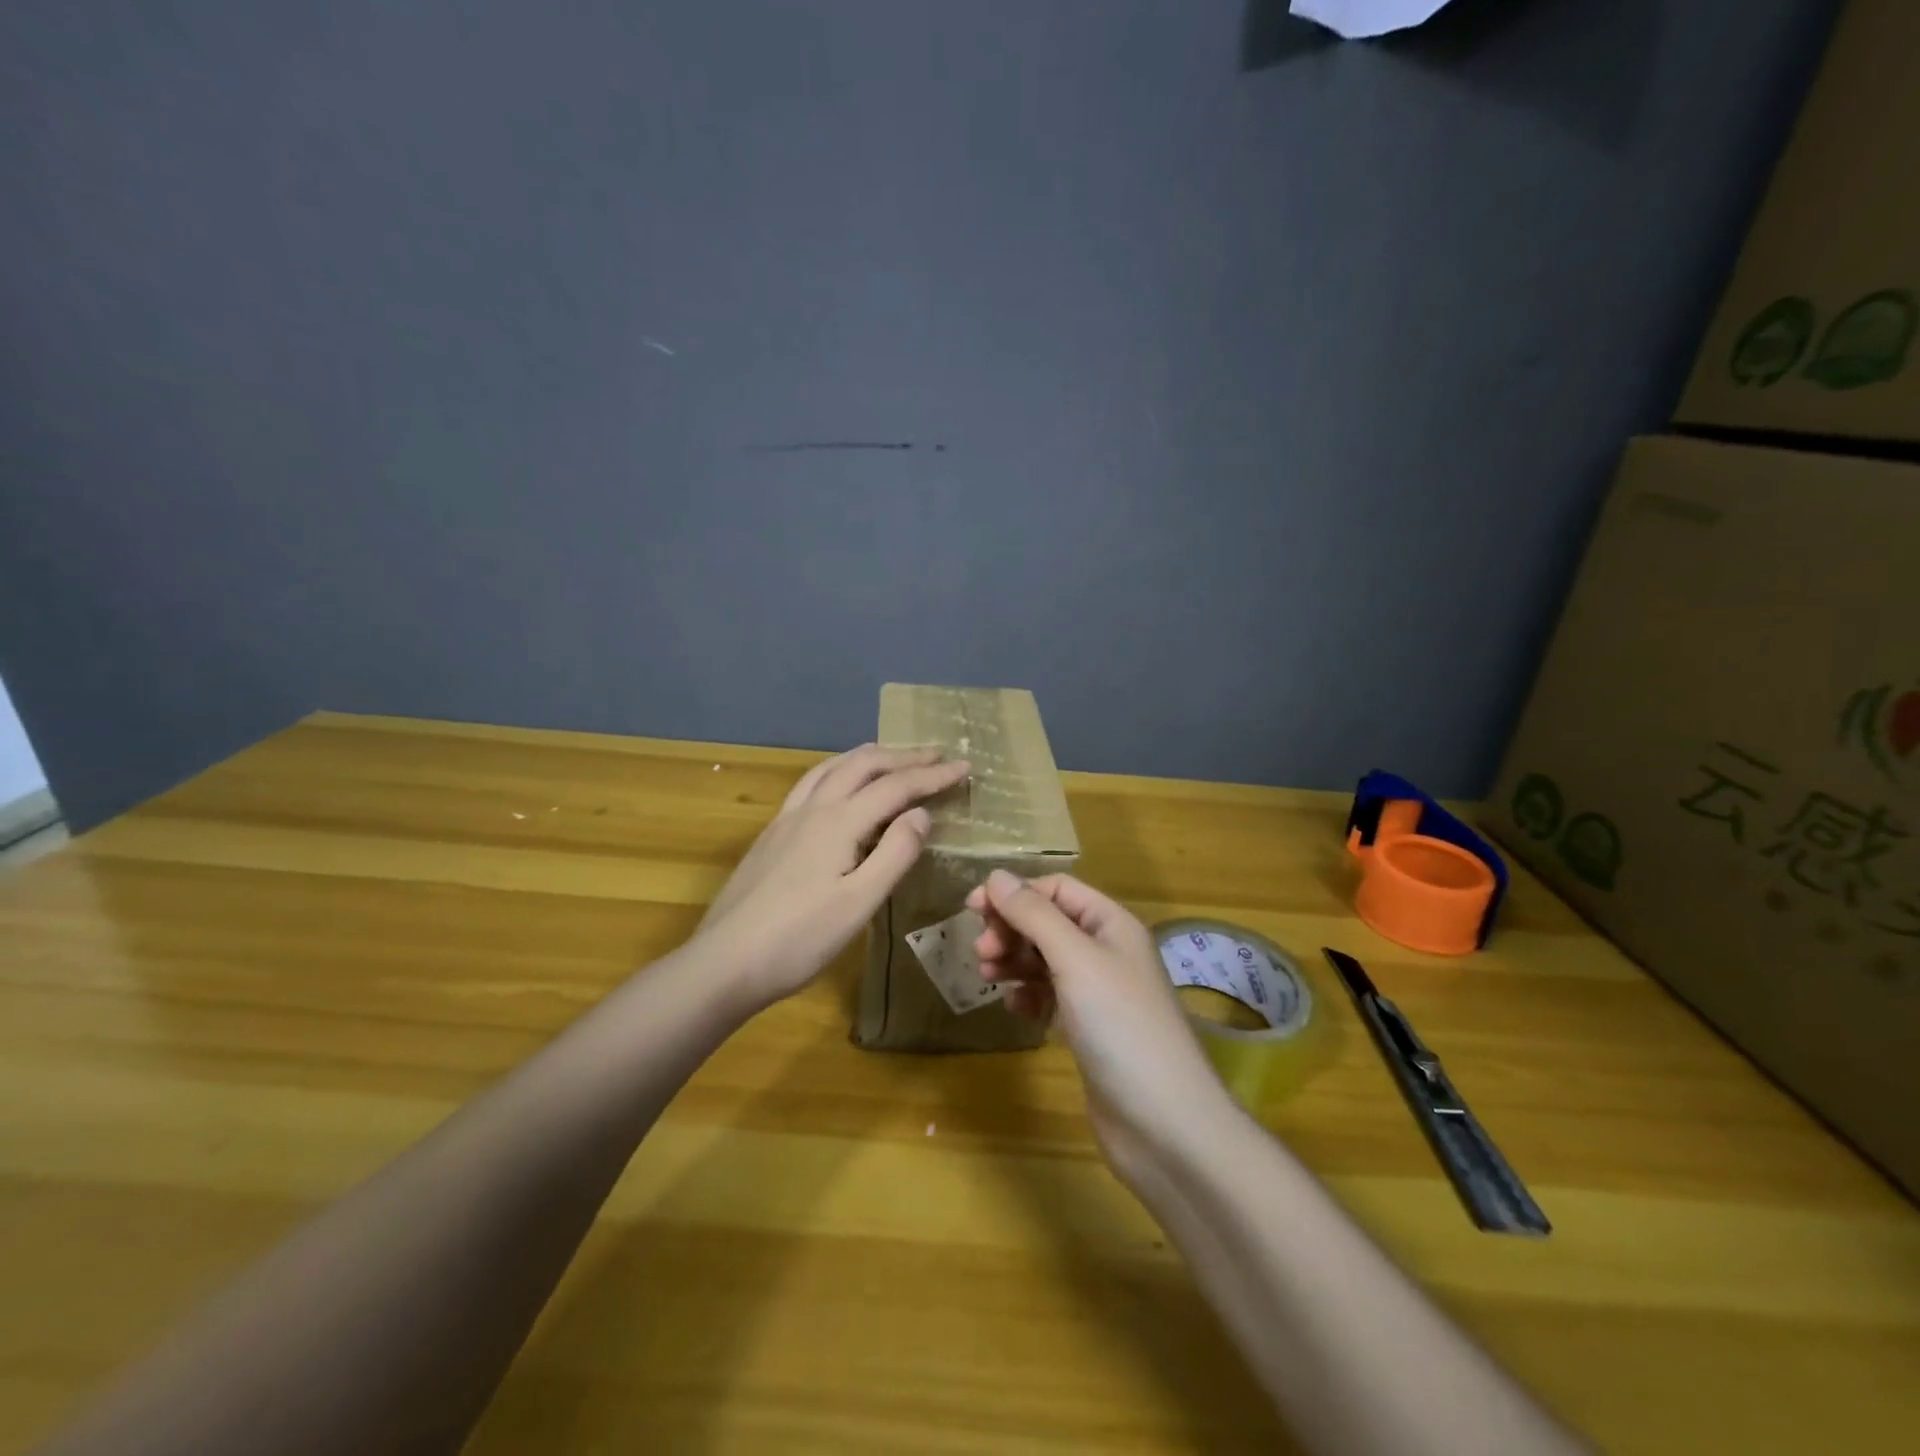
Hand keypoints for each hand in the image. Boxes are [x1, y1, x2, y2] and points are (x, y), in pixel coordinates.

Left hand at [696, 745, 968, 1008]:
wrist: (725, 962)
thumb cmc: (799, 939)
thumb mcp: (859, 903)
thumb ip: (895, 854)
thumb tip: (920, 813)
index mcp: (838, 822)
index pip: (895, 786)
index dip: (932, 775)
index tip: (965, 767)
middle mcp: (812, 809)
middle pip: (862, 765)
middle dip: (903, 756)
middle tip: (936, 755)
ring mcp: (786, 819)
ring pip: (831, 767)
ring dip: (867, 757)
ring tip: (891, 757)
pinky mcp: (771, 835)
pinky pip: (811, 783)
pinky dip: (838, 770)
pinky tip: (838, 786)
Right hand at [965, 870, 1232, 1175]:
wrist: (1164, 1123)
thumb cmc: (1120, 1025)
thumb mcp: (1075, 959)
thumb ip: (1034, 915)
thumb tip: (996, 876)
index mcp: (1111, 924)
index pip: (1056, 889)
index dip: (1015, 894)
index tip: (973, 909)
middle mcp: (1107, 951)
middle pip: (1048, 923)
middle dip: (1011, 930)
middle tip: (980, 952)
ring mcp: (1099, 993)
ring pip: (1045, 960)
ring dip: (1014, 961)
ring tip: (986, 977)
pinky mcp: (1089, 1029)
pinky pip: (1049, 997)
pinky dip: (1028, 996)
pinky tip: (1014, 1009)